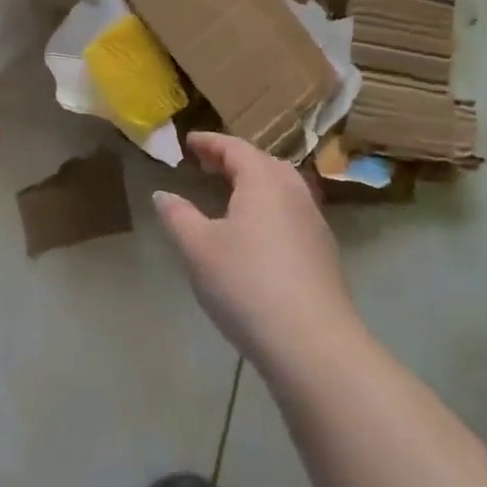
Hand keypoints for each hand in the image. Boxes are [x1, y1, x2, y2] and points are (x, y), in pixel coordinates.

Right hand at [153, 132, 357, 370]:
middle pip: (264, 164)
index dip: (210, 143)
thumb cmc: (246, 284)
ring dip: (255, 184)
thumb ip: (178, 216)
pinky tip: (256, 234)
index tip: (189, 142)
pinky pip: (292, 214)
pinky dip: (269, 209)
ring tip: (230, 196)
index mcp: (264, 181)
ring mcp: (314, 224)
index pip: (236, 148)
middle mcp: (294, 193)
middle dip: (234, 160)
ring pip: (282, 189)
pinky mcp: (323, 254)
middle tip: (208, 165)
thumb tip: (163, 194)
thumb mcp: (198, 248)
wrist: (312, 344)